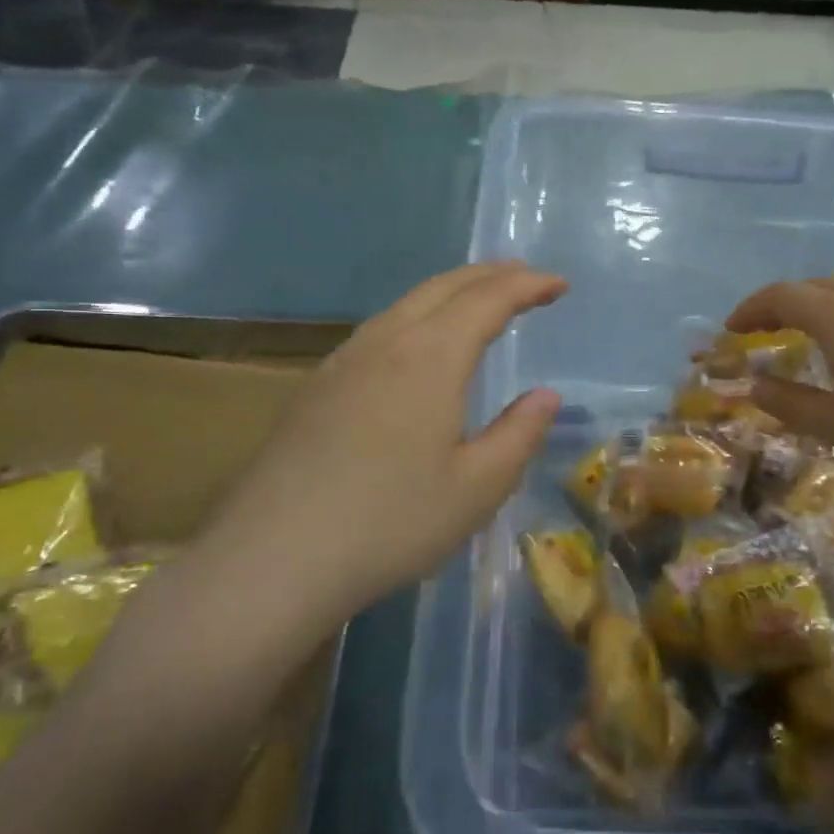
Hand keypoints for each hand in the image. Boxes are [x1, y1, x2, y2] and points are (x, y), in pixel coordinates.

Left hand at [192, 263, 564, 620]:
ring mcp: (343, 361)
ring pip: (406, 304)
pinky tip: (416, 345)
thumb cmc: (391, 523)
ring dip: (451, 292)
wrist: (273, 558)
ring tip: (478, 300)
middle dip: (490, 275)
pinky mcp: (317, 386)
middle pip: (444, 287)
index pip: (488, 300)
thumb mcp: (477, 488)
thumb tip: (545, 396)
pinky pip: (380, 328)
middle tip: (525, 276)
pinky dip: (417, 316)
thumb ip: (519, 434)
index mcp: (430, 357)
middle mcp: (385, 342)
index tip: (560, 285)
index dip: (527, 286)